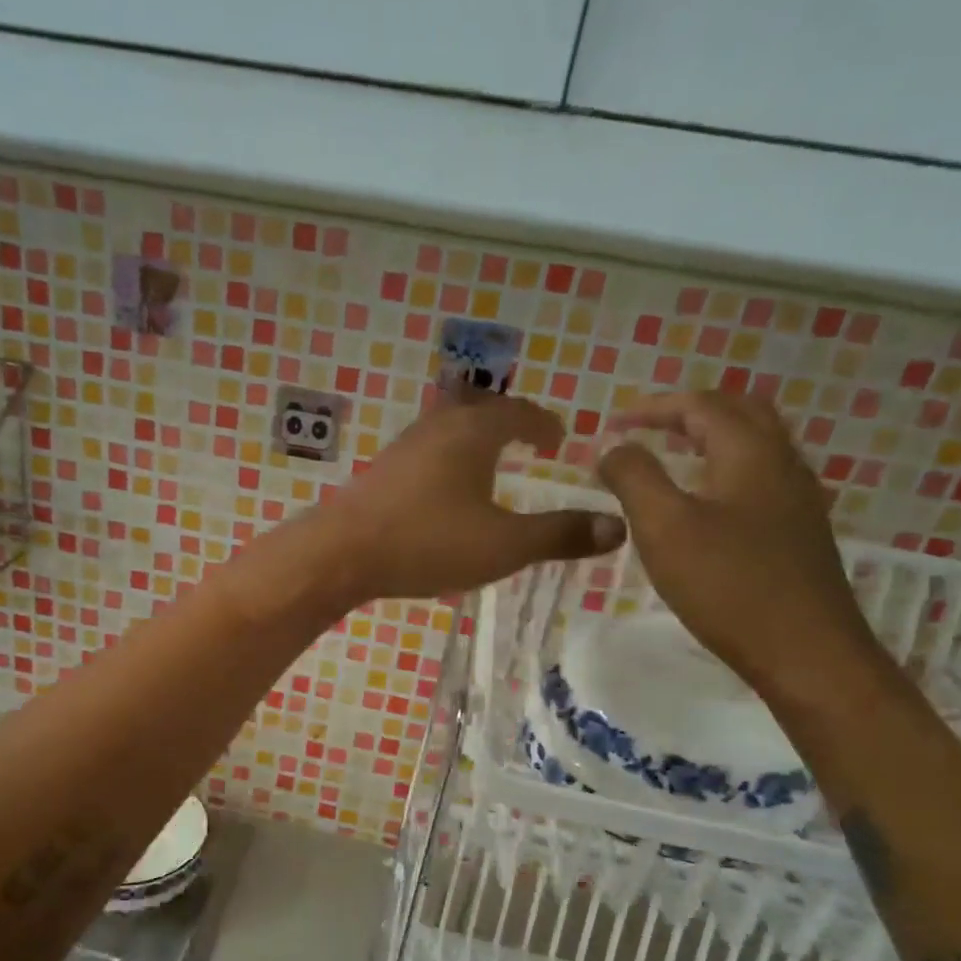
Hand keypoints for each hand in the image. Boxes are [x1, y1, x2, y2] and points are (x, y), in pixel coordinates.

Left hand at [317, 390, 625, 604]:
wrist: (341, 553)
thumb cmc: (428, 542)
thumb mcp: (504, 545)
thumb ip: (559, 535)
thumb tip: (618, 526)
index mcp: (474, 432)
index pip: (518, 412)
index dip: (543, 423)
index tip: (558, 440)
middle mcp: (437, 427)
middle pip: (477, 407)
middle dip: (505, 420)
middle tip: (524, 440)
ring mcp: (402, 448)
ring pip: (445, 427)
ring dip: (471, 438)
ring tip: (485, 463)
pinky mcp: (379, 473)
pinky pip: (423, 452)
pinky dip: (445, 459)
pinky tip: (441, 492)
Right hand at [598, 391, 888, 704]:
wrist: (805, 651)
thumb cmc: (728, 585)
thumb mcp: (664, 527)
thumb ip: (634, 477)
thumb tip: (613, 447)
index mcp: (750, 452)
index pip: (700, 405)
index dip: (651, 408)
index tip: (610, 425)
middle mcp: (782, 463)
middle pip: (738, 413)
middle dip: (687, 413)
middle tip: (645, 430)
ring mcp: (797, 498)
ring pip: (754, 445)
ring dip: (709, 439)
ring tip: (670, 458)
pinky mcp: (798, 531)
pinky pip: (759, 478)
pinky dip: (724, 470)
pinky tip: (706, 503)